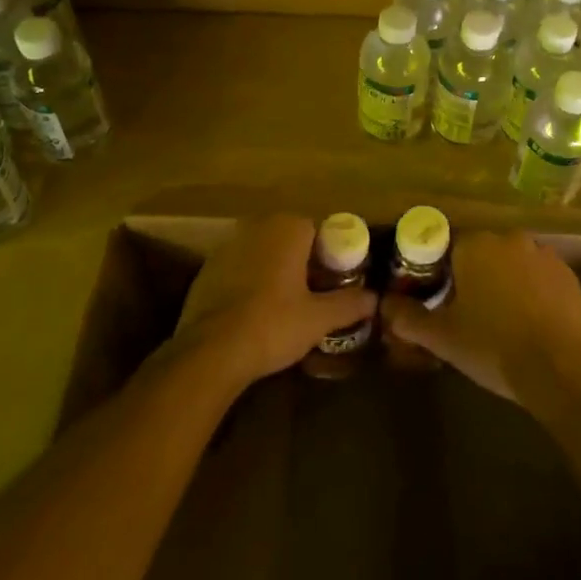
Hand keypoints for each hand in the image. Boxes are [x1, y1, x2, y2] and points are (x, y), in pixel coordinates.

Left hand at [173, 214, 377, 389]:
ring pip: (262, 253)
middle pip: (289, 239)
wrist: (210, 352)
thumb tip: (374, 299)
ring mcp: (227, 247)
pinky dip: (248, 283)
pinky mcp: (206, 270)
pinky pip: (238, 269)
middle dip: (301, 261)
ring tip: (284, 306)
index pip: (317, 230)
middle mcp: (257, 227)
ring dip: (274, 271)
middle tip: (312, 294)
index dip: (328, 255)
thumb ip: (349, 304)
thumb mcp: (319, 319)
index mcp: (287, 228)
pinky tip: (253, 313)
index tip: (333, 282)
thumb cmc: (273, 324)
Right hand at [381, 229, 580, 403]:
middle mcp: (509, 239)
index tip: (439, 299)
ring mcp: (543, 254)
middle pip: (482, 253)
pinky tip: (530, 323)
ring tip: (501, 320)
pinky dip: (532, 292)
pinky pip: (539, 277)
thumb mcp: (442, 337)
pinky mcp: (568, 275)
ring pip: (512, 263)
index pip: (447, 247)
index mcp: (475, 245)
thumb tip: (383, 305)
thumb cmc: (493, 346)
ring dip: (504, 282)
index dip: (439, 272)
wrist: (560, 369)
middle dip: (473, 277)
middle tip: (467, 313)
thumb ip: (408, 318)